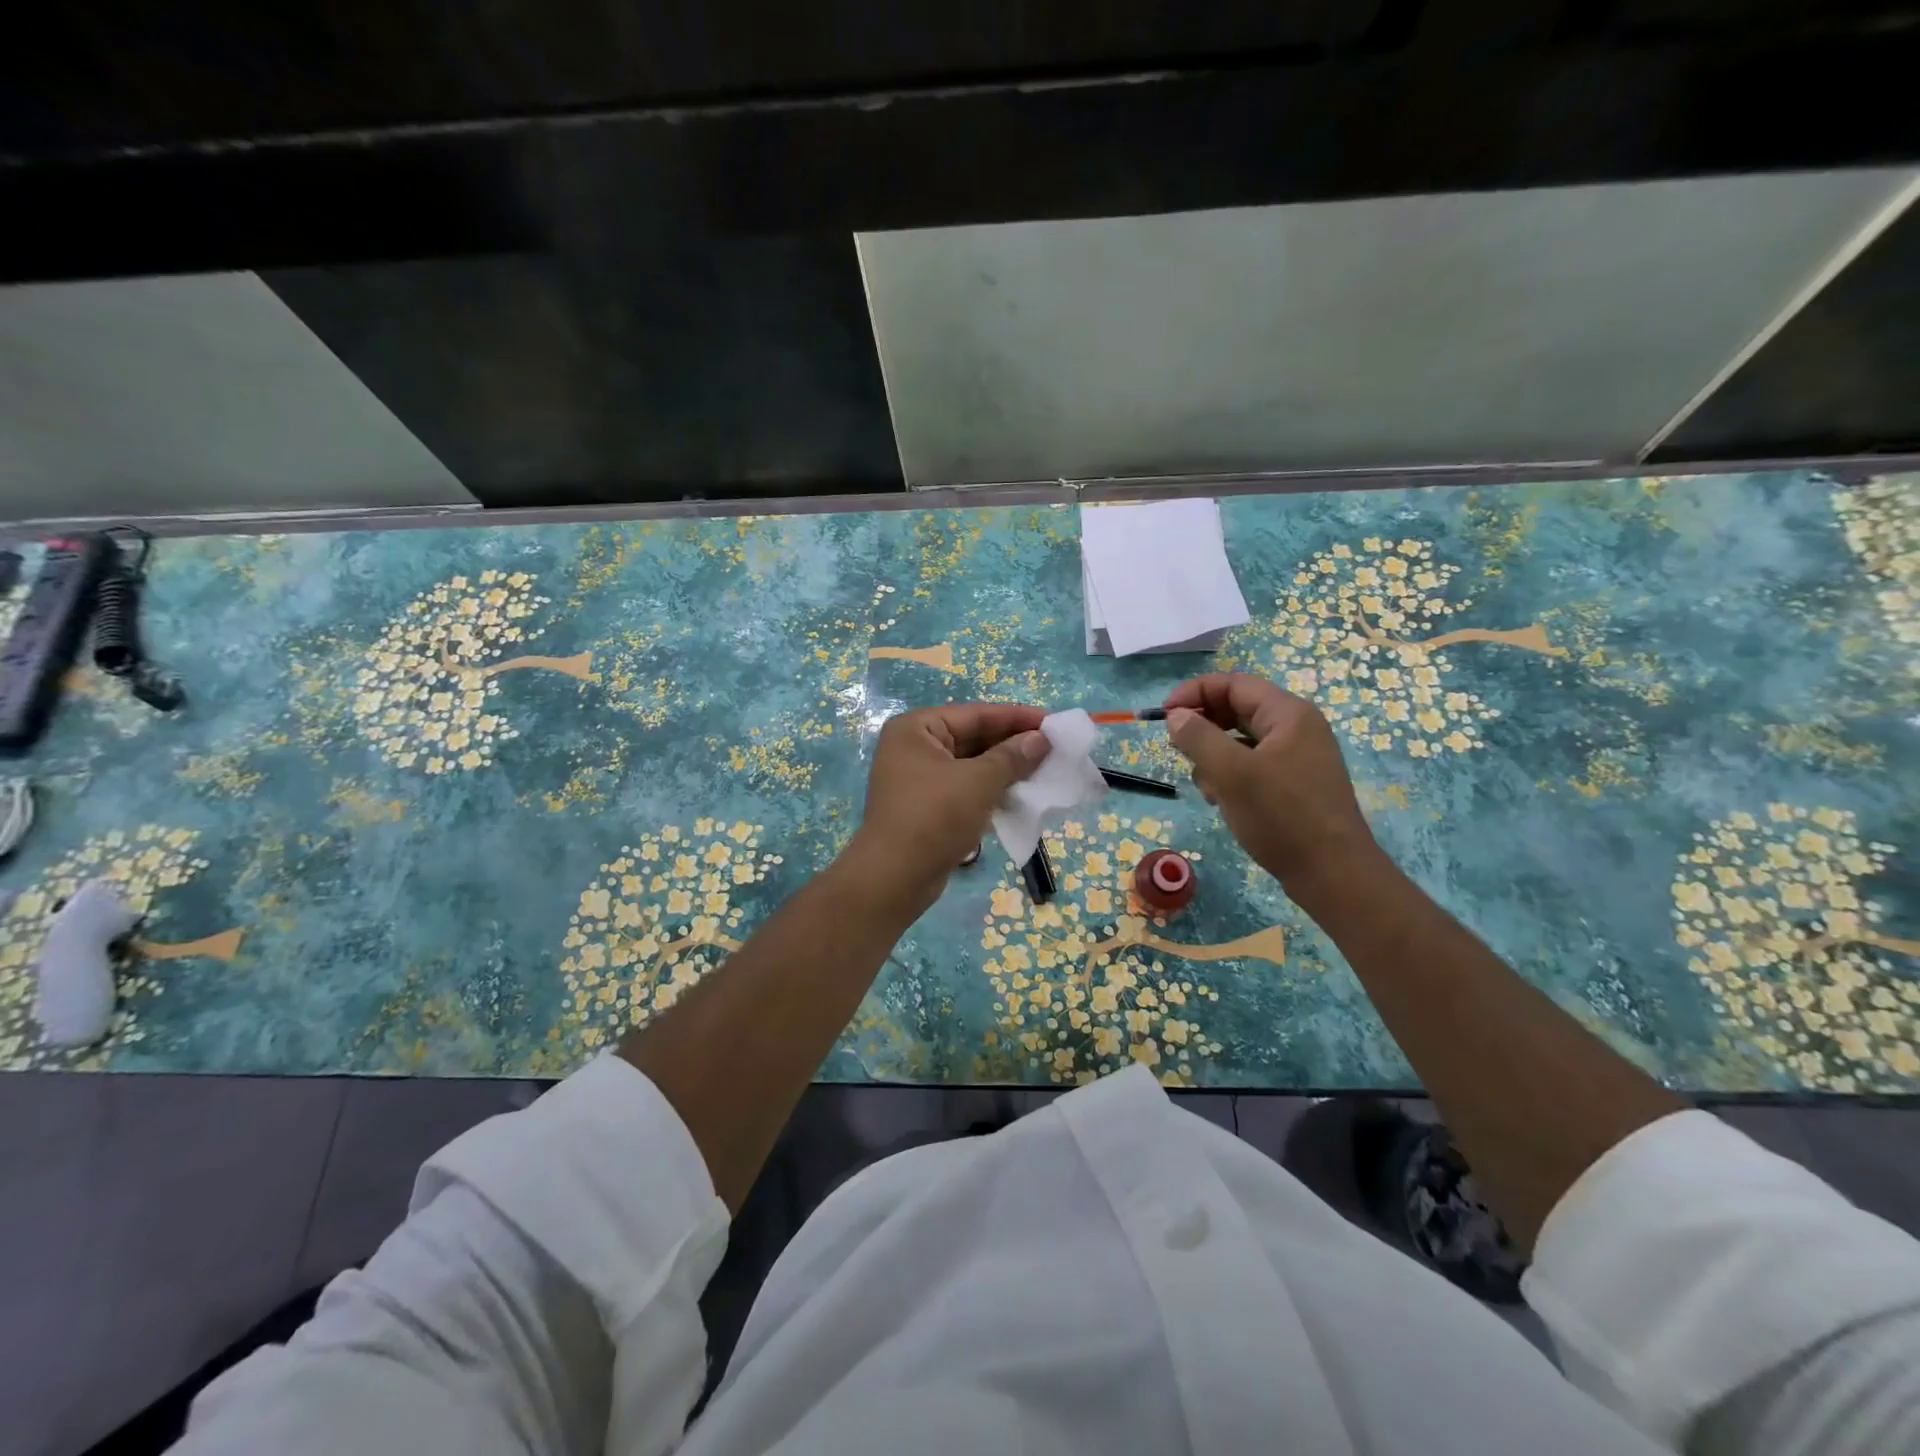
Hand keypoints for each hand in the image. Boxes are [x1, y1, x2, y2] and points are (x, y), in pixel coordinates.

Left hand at [846, 704, 1049, 915]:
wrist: (895, 878)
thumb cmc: (934, 817)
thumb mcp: (978, 782)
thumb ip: (1012, 757)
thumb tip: (1041, 739)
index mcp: (917, 729)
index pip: (975, 715)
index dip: (1016, 717)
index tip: (1053, 722)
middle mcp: (914, 748)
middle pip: (973, 737)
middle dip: (1013, 744)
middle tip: (1054, 749)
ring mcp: (919, 779)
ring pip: (972, 765)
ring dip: (1006, 769)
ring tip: (1045, 771)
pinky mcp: (928, 807)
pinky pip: (966, 788)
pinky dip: (991, 789)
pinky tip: (1021, 795)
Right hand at [1163, 672, 1377, 902]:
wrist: (1332, 874)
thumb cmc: (1281, 816)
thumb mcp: (1231, 773)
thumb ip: (1198, 737)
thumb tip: (1176, 716)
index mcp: (1288, 714)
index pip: (1233, 684)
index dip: (1195, 693)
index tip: (1164, 717)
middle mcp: (1296, 729)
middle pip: (1237, 710)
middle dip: (1203, 728)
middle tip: (1177, 750)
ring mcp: (1297, 758)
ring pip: (1241, 741)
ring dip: (1214, 756)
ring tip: (1206, 786)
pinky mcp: (1294, 784)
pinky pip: (1252, 766)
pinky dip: (1230, 776)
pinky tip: (1221, 800)